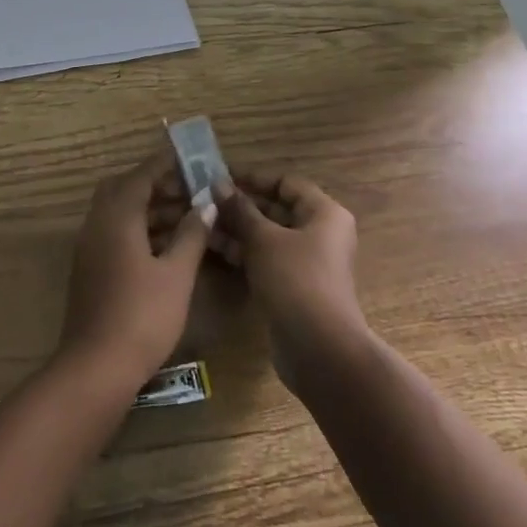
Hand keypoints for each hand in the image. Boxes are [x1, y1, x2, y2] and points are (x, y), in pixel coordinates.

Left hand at [57, 148, 215, 387]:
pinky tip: (166, 245)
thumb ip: (191, 234)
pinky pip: (114, 232)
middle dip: (156, 185)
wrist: (96, 366)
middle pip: (124, 189)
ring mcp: (90, 247)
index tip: (189, 155)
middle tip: (188, 189)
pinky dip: (139, 228)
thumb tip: (205, 204)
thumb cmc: (143, 316)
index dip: (165, 163)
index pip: (141, 176)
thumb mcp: (177, 274)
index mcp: (117, 218)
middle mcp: (97, 224)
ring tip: (187, 215)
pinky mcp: (90, 267)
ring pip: (118, 212)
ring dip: (149, 208)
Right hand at [213, 172, 365, 374]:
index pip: (286, 183)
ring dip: (237, 228)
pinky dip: (244, 251)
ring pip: (268, 236)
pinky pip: (266, 259)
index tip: (220, 177)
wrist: (319, 349)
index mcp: (324, 214)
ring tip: (202, 222)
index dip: (254, 179)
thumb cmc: (295, 280)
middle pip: (277, 209)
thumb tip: (218, 184)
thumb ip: (240, 210)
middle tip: (205, 200)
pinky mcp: (294, 286)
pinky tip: (214, 247)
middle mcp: (320, 234)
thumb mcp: (263, 239)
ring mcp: (307, 262)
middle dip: (241, 205)